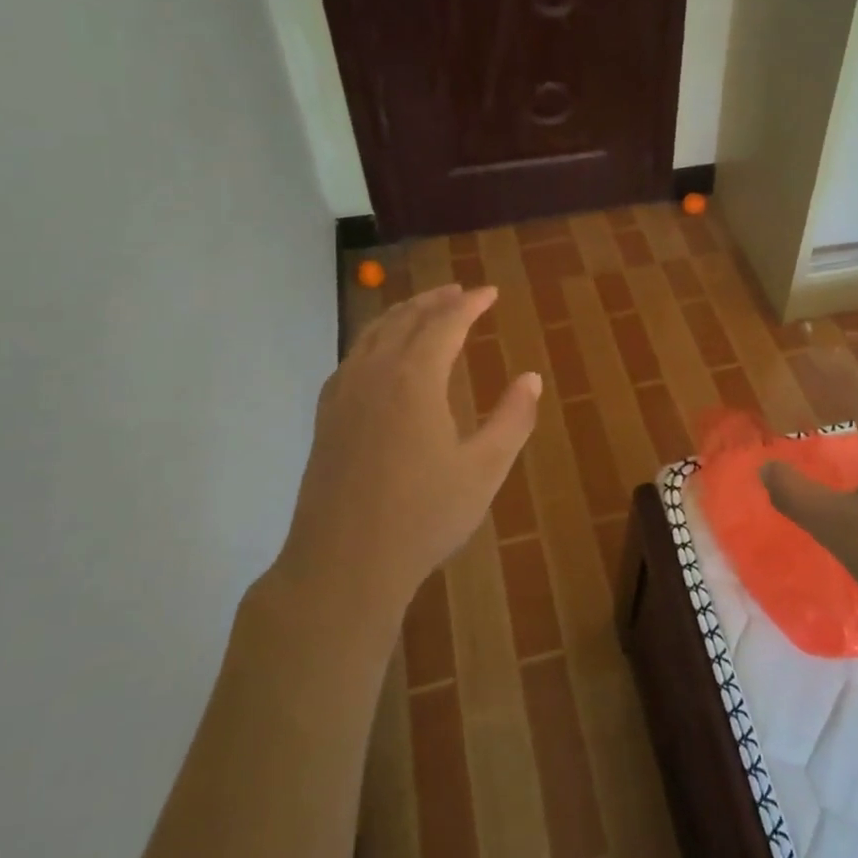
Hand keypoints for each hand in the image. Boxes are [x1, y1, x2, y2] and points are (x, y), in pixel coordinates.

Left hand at [276, 284, 540, 615]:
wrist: (343, 565)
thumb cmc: (423, 517)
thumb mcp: (484, 470)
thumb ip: (512, 419)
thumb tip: (531, 378)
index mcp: (414, 379)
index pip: (445, 323)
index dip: (470, 303)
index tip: (490, 293)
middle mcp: (374, 374)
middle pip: (405, 319)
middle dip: (435, 300)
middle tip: (459, 292)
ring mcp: (343, 395)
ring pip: (372, 334)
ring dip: (401, 315)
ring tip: (423, 309)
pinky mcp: (326, 418)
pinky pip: (351, 358)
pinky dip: (373, 340)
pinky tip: (379, 355)